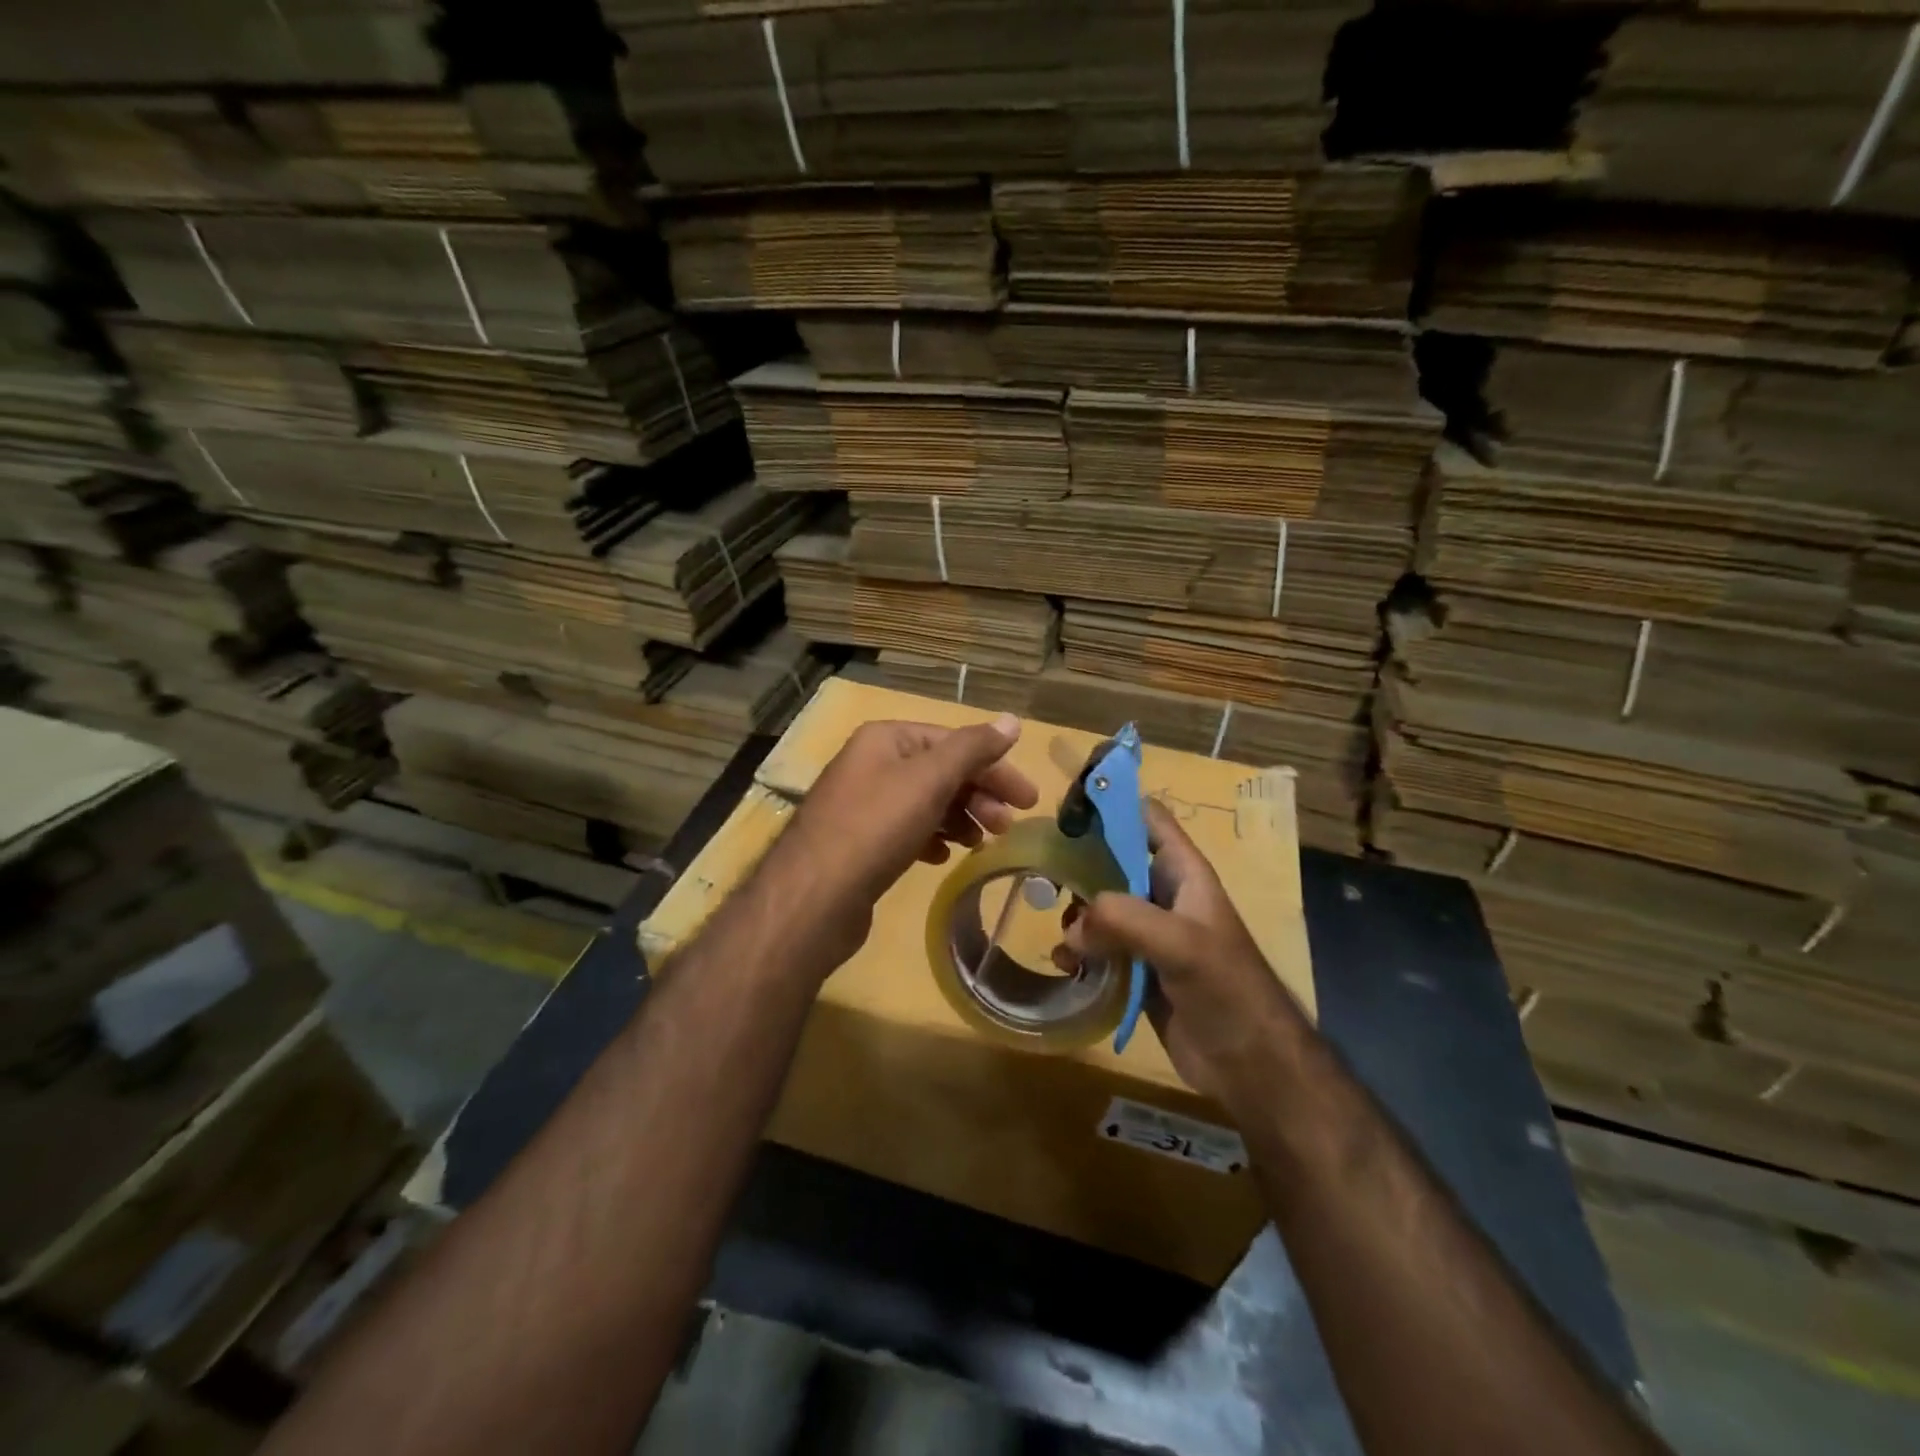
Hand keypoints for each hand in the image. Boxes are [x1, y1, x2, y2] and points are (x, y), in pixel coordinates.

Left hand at [770, 715, 1038, 967]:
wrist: (814, 896)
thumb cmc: (876, 827)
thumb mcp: (930, 779)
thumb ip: (973, 748)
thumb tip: (1012, 720)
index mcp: (886, 739)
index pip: (953, 741)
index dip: (994, 766)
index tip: (1028, 799)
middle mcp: (871, 764)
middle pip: (939, 771)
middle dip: (978, 796)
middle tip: (1007, 827)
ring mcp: (862, 804)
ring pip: (924, 803)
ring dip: (959, 818)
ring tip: (979, 843)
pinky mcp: (858, 842)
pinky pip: (905, 831)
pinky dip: (930, 838)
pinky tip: (942, 857)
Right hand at [1061, 799, 1303, 1104]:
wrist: (1250, 1065)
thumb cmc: (1227, 990)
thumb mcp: (1181, 943)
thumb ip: (1125, 919)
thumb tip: (1073, 927)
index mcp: (1182, 872)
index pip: (1147, 819)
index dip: (1112, 806)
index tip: (1067, 809)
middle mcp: (1163, 895)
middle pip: (1112, 861)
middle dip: (1079, 866)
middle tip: (1043, 878)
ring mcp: (1148, 934)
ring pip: (1100, 907)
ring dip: (1075, 917)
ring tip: (1062, 937)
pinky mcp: (1136, 969)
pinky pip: (1097, 948)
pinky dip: (1077, 952)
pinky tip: (1067, 966)